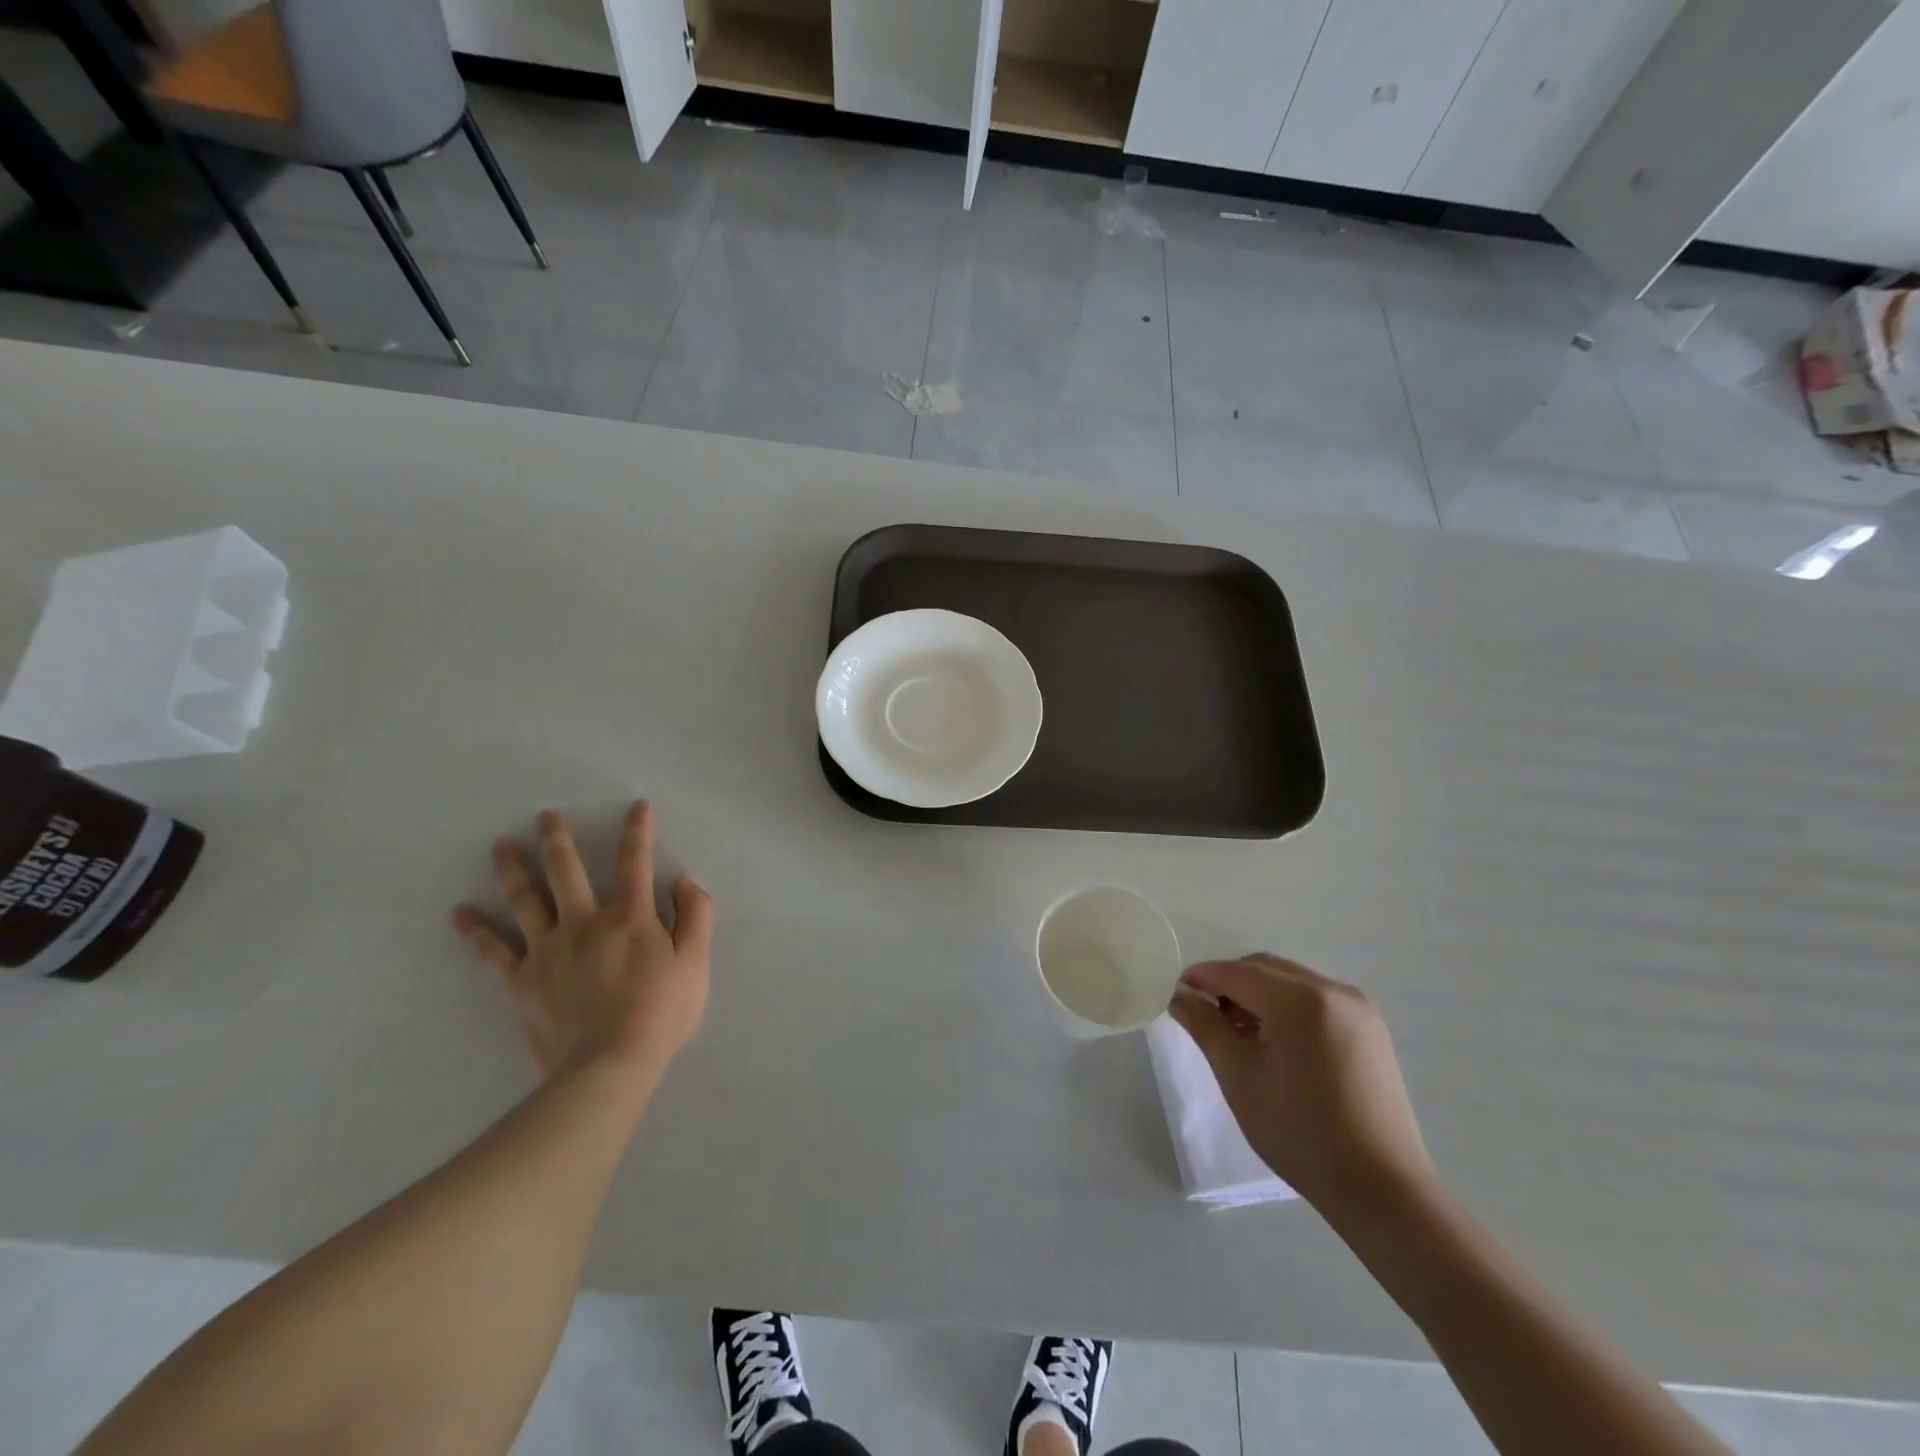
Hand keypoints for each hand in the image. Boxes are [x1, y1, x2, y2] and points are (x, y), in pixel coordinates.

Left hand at [451, 801, 713, 1087]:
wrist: (606, 1069)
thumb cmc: (659, 1015)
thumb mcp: (695, 964)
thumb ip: (696, 917)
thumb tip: (685, 881)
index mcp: (630, 917)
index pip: (635, 862)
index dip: (638, 831)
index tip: (637, 806)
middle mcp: (584, 922)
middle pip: (567, 871)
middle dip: (559, 839)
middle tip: (546, 815)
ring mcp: (547, 950)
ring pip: (525, 900)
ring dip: (513, 869)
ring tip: (500, 844)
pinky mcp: (521, 980)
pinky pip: (493, 951)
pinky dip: (475, 931)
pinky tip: (459, 913)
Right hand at [1170, 954, 1433, 1220]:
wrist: (1382, 1189)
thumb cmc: (1300, 1132)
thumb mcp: (1239, 1077)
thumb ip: (1205, 1027)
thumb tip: (1180, 997)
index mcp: (1300, 1000)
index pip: (1237, 973)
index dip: (1202, 978)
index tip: (1175, 992)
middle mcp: (1332, 990)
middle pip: (1265, 970)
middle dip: (1229, 984)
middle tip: (1203, 1014)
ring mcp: (1357, 1009)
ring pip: (1290, 982)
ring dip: (1257, 995)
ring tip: (1237, 1033)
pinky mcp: (1370, 1030)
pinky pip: (1315, 1000)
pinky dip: (1286, 1007)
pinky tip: (1273, 1042)